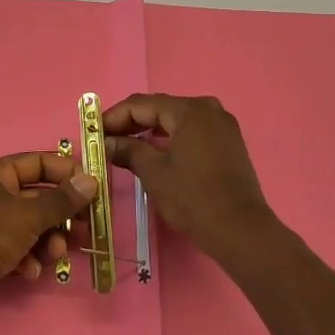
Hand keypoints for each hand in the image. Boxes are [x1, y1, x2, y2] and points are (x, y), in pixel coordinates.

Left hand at [0, 151, 96, 322]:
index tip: (92, 187)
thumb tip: (92, 180)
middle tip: (85, 227)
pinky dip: (29, 258)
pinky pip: (17, 247)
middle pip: (37, 197)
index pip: (37, 162)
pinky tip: (31, 271)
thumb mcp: (30, 215)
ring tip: (56, 254)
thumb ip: (63, 200)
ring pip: (30, 226)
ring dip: (48, 240)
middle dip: (61, 215)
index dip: (66, 172)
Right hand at [105, 94, 273, 252]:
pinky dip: (170, 138)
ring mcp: (222, 125)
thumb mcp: (154, 173)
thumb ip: (128, 150)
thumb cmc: (193, 199)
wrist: (241, 231)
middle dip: (130, 123)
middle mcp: (208, 109)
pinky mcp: (228, 142)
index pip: (141, 104)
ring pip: (175, 120)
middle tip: (106, 140)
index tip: (93, 132)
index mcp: (189, 110)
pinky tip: (153, 152)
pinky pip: (191, 131)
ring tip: (124, 147)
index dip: (113, 116)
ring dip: (149, 131)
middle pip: (159, 108)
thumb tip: (106, 143)